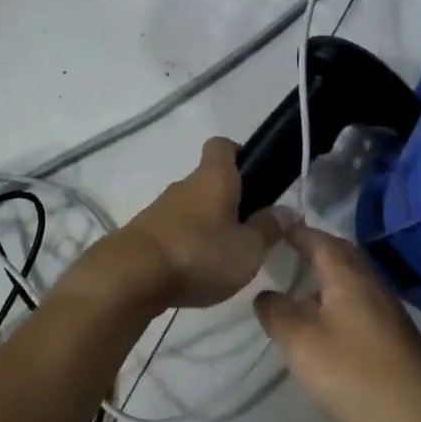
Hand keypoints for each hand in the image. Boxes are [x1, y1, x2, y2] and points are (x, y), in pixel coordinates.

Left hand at [74, 138, 286, 313]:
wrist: (132, 275)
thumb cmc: (199, 253)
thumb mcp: (247, 248)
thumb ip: (268, 229)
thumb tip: (288, 211)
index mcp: (213, 178)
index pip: (222, 146)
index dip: (239, 153)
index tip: (256, 175)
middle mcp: (185, 185)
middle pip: (209, 180)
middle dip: (229, 200)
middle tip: (251, 230)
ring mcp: (161, 208)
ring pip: (192, 207)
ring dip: (208, 224)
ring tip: (226, 257)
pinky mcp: (146, 232)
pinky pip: (175, 229)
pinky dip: (189, 243)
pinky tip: (197, 270)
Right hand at [254, 225, 420, 421]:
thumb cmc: (358, 378)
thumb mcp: (301, 344)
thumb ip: (276, 312)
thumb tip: (265, 294)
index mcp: (348, 276)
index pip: (316, 237)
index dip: (292, 230)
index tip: (267, 228)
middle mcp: (371, 284)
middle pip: (338, 254)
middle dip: (311, 248)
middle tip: (281, 252)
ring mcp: (388, 312)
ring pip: (350, 280)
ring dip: (324, 277)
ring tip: (294, 288)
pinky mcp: (395, 339)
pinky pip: (359, 303)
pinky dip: (336, 301)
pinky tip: (323, 326)